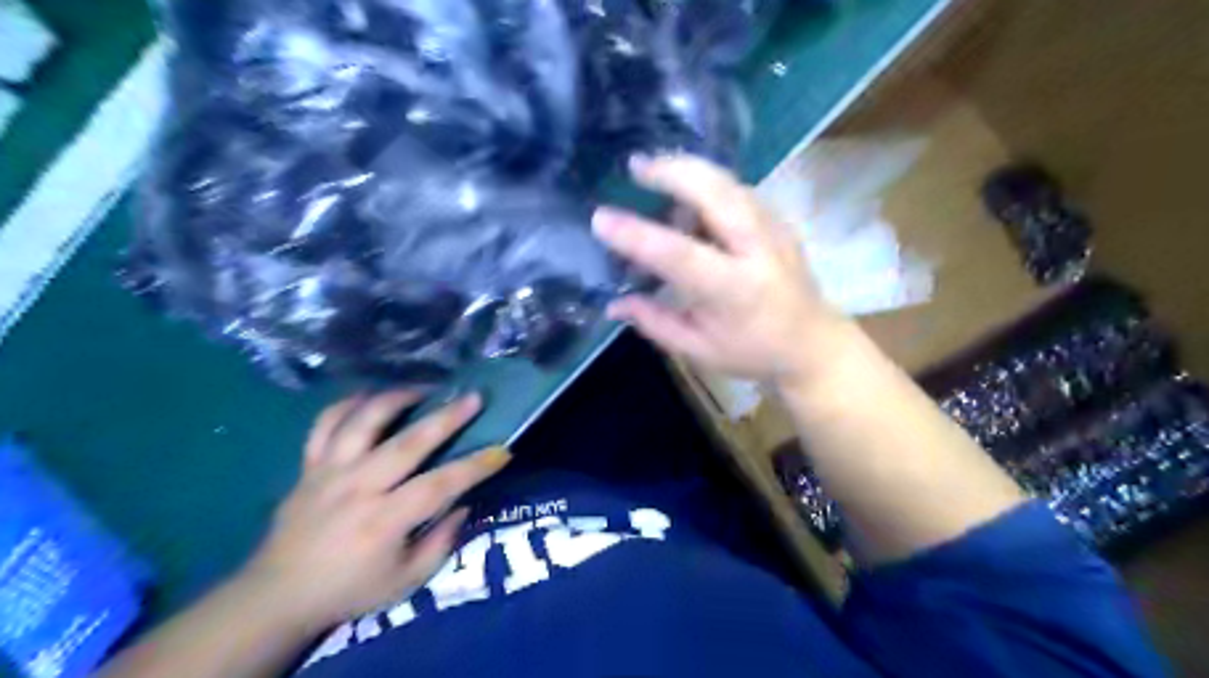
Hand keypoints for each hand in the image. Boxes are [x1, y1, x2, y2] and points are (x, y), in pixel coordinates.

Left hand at [241, 388, 509, 633]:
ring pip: (363, 421)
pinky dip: (348, 404)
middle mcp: (357, 488)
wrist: (277, 596)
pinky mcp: (309, 466)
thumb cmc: (350, 590)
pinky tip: (370, 397)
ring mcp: (329, 472)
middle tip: (473, 397)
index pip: (439, 486)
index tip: (502, 451)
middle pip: (407, 443)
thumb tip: (464, 504)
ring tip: (423, 390)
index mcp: (383, 521)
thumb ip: (440, 543)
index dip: (474, 467)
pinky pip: (325, 424)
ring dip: (397, 399)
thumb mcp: (405, 582)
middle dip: (446, 417)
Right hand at [594, 152, 853, 385]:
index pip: (678, 255)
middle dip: (673, 170)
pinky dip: (707, 184)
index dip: (636, 235)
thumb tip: (613, 303)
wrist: (813, 344)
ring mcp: (774, 229)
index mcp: (734, 290)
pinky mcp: (779, 221)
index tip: (600, 218)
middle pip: (716, 192)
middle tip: (635, 165)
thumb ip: (655, 322)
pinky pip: (738, 190)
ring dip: (689, 174)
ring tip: (655, 178)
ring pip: (728, 183)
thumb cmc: (752, 352)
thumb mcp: (698, 350)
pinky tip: (688, 197)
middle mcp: (757, 250)